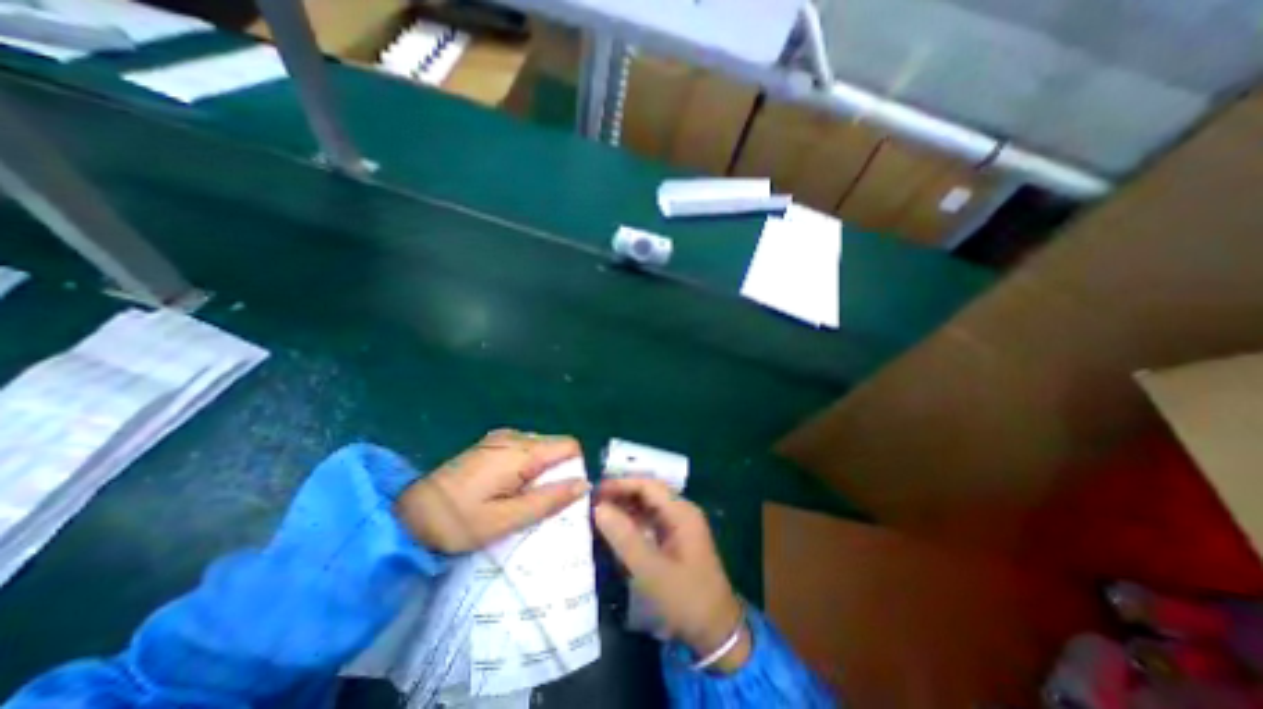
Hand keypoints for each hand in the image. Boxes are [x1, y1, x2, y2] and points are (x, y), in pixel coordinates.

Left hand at [397, 433, 588, 552]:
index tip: (562, 494)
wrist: (407, 515)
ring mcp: (501, 438)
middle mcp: (515, 436)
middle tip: (541, 503)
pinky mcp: (491, 444)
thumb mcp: (506, 519)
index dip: (574, 468)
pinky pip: (523, 450)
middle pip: (555, 446)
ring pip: (540, 448)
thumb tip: (584, 485)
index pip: (569, 446)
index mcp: (522, 452)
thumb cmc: (457, 521)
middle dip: (557, 472)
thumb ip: (548, 500)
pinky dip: (526, 467)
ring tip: (523, 499)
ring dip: (540, 471)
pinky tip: (507, 489)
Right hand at [593, 479, 748, 672]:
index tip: (594, 491)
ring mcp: (680, 525)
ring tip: (598, 514)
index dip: (620, 484)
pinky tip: (615, 531)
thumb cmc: (685, 598)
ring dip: (625, 508)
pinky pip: (651, 522)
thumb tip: (598, 508)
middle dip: (620, 495)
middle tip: (592, 502)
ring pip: (648, 507)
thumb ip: (624, 536)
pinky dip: (633, 523)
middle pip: (647, 493)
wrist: (716, 632)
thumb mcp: (650, 569)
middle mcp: (682, 512)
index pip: (647, 485)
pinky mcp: (676, 539)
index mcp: (681, 512)